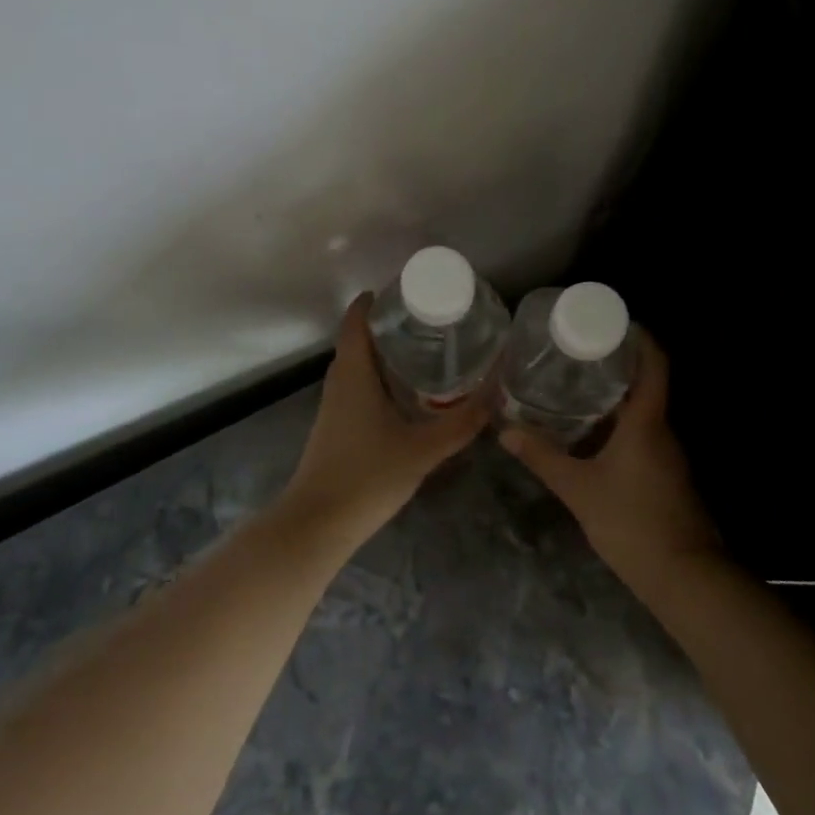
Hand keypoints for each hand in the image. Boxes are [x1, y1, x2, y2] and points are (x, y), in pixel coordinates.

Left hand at [283, 294, 487, 542]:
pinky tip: (406, 393)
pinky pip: (357, 386)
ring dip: (383, 352)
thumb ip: (461, 423)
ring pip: (357, 365)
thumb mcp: (423, 450)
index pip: (357, 320)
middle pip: (358, 339)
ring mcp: (333, 406)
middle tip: (428, 319)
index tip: (406, 290)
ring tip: (424, 350)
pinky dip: (379, 377)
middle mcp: (339, 382)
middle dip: (388, 325)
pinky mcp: (335, 426)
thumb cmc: (367, 477)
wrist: (317, 524)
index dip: (375, 301)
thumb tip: (496, 395)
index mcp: (354, 374)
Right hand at [500, 333, 722, 592]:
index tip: (613, 322)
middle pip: (647, 384)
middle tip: (577, 354)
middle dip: (616, 366)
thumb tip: (507, 431)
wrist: (685, 577)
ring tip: (575, 389)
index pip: (655, 363)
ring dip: (615, 398)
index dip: (640, 337)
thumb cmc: (632, 522)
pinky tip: (591, 436)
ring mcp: (668, 455)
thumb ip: (543, 458)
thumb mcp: (578, 489)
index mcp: (647, 422)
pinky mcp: (666, 476)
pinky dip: (619, 426)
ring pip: (643, 413)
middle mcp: (663, 431)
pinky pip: (643, 436)